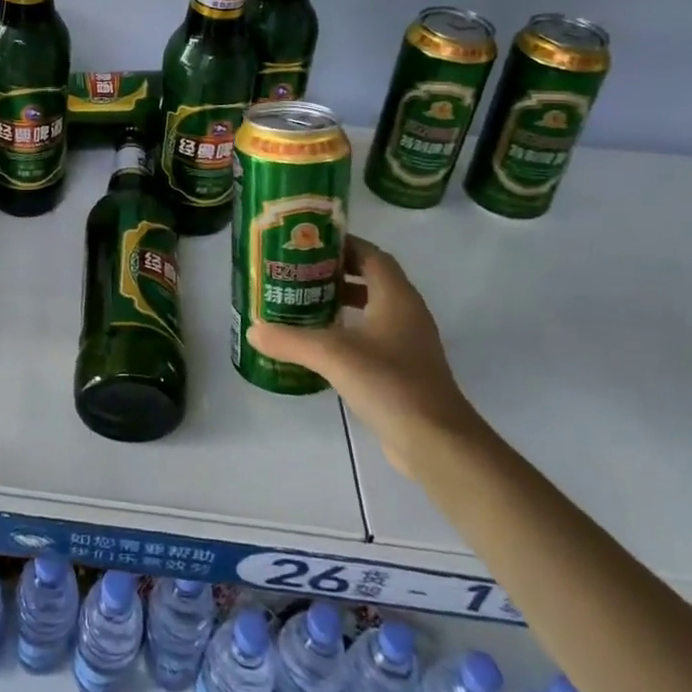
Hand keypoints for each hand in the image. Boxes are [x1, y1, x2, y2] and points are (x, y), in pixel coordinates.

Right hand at [248, 234, 480, 475]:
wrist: (438, 445)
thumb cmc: (390, 384)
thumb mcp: (333, 356)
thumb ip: (291, 340)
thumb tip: (253, 330)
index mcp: (396, 296)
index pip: (370, 254)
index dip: (341, 245)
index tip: (306, 246)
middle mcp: (406, 312)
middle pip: (371, 278)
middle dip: (336, 273)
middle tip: (298, 274)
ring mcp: (409, 343)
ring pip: (373, 308)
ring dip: (342, 302)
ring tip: (304, 304)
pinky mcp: (406, 370)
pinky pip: (375, 337)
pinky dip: (350, 331)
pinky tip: (323, 345)